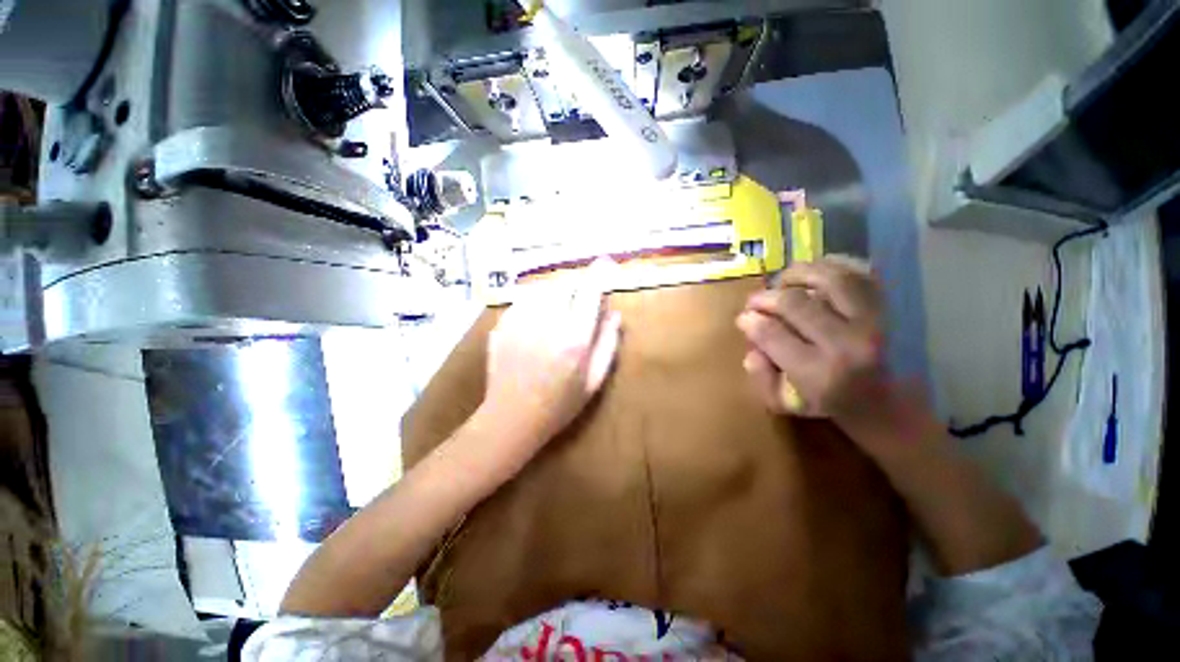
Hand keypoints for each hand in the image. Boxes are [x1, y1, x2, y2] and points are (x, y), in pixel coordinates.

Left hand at [480, 260, 622, 460]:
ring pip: (542, 289)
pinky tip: (537, 322)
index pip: (589, 292)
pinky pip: (523, 300)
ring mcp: (520, 321)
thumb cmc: (560, 404)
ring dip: (555, 293)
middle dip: (576, 286)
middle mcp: (546, 322)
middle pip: (564, 284)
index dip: (599, 273)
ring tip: (558, 312)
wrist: (511, 418)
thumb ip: (608, 344)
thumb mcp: (594, 380)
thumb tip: (616, 313)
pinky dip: (535, 303)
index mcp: (574, 337)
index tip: (606, 262)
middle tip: (579, 301)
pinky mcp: (502, 325)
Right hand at [736, 256, 890, 425]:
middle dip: (764, 298)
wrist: (882, 399)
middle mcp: (848, 343)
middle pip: (794, 302)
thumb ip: (760, 376)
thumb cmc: (825, 401)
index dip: (749, 321)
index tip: (743, 318)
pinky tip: (812, 274)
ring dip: (796, 275)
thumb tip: (751, 348)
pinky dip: (831, 265)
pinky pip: (858, 272)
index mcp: (819, 373)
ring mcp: (873, 320)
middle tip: (755, 301)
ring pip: (829, 278)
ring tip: (782, 283)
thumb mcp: (783, 402)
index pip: (772, 334)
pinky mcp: (887, 306)